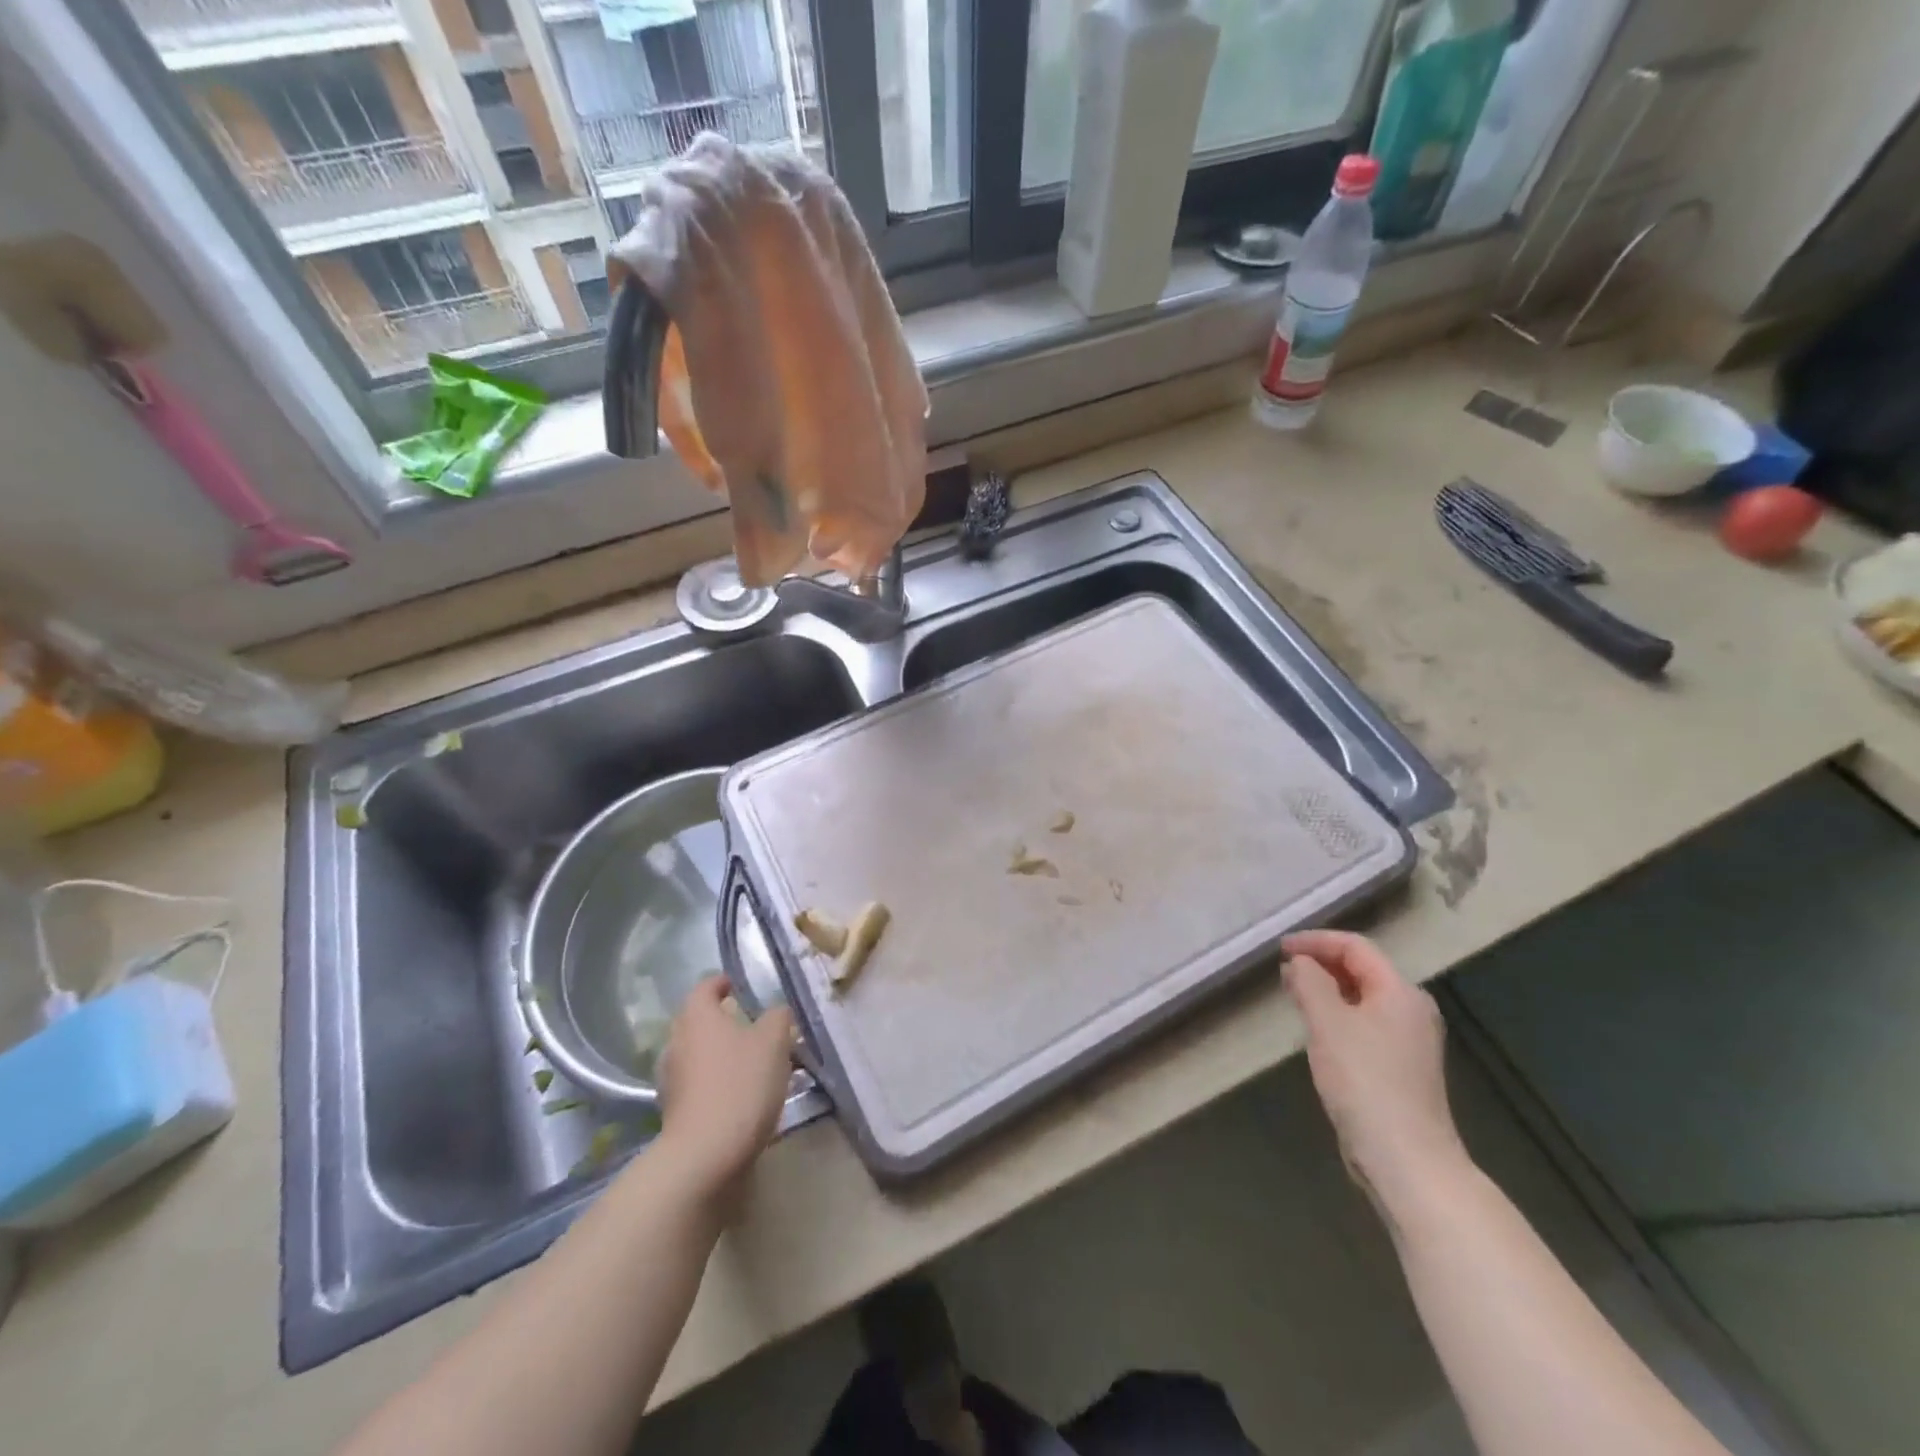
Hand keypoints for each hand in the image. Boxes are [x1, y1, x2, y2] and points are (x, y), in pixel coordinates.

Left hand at [656, 977, 794, 1203]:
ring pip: (700, 1054)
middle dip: (724, 1021)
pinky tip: (742, 1094)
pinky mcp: (675, 1112)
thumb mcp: (774, 1041)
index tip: (739, 986)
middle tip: (755, 1026)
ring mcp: (671, 1079)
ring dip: (722, 1054)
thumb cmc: (741, 1084)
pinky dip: (717, 1082)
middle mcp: (677, 1042)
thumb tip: (776, 1012)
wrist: (706, 1156)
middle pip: (699, 1021)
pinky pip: (699, 1084)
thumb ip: (778, 1017)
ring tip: (754, 1063)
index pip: (705, 987)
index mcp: (697, 1017)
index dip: (723, 983)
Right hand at [1281, 930, 1468, 1216]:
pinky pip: (1365, 1024)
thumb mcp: (1328, 1023)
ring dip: (1327, 990)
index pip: (1355, 947)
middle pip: (1362, 970)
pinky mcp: (1401, 1067)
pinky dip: (1338, 1016)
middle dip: (1321, 964)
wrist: (1407, 1159)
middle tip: (1283, 971)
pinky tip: (1317, 1031)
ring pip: (1362, 998)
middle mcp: (1411, 1010)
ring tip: (1294, 995)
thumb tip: (1300, 962)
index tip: (1280, 949)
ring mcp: (1410, 1041)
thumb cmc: (1365, 1081)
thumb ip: (1309, 982)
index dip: (1315, 941)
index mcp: (1400, 992)